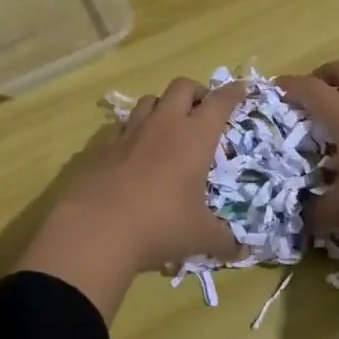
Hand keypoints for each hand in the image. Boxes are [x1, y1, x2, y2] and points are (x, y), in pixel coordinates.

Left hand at [20, 79, 246, 318]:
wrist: (96, 229)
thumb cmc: (159, 225)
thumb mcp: (199, 236)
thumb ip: (224, 241)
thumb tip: (242, 252)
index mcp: (194, 137)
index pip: (220, 102)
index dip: (234, 92)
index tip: (242, 88)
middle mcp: (164, 125)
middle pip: (182, 86)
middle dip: (197, 92)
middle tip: (204, 112)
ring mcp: (130, 132)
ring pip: (150, 100)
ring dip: (164, 106)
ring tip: (169, 127)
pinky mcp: (103, 146)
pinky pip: (123, 125)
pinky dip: (135, 130)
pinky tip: (136, 150)